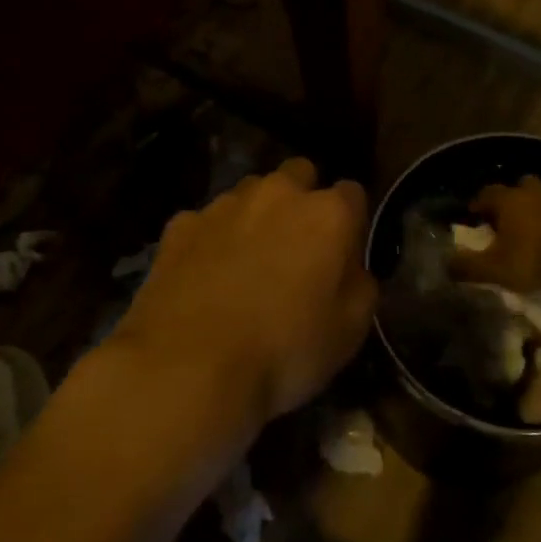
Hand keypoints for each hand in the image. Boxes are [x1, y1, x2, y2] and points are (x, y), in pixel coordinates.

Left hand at [115, 158, 375, 424]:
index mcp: (328, 214)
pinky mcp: (180, 225)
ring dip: (256, 216)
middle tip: (297, 247)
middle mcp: (278, 193)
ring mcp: (225, 204)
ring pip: (250, 193)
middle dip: (302, 200)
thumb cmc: (285, 350)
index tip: (344, 253)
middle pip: (299, 175)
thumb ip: (360, 283)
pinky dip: (211, 239)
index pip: (353, 193)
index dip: (351, 222)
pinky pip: (206, 221)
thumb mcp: (351, 329)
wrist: (189, 366)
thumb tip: (350, 267)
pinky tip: (206, 276)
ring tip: (248, 262)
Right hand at [450, 175, 540, 292]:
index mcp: (508, 201)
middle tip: (506, 219)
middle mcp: (534, 194)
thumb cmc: (535, 258)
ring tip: (533, 233)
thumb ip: (468, 266)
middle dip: (512, 199)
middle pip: (520, 187)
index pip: (486, 193)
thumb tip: (445, 264)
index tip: (473, 215)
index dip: (478, 203)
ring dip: (537, 211)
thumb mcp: (495, 269)